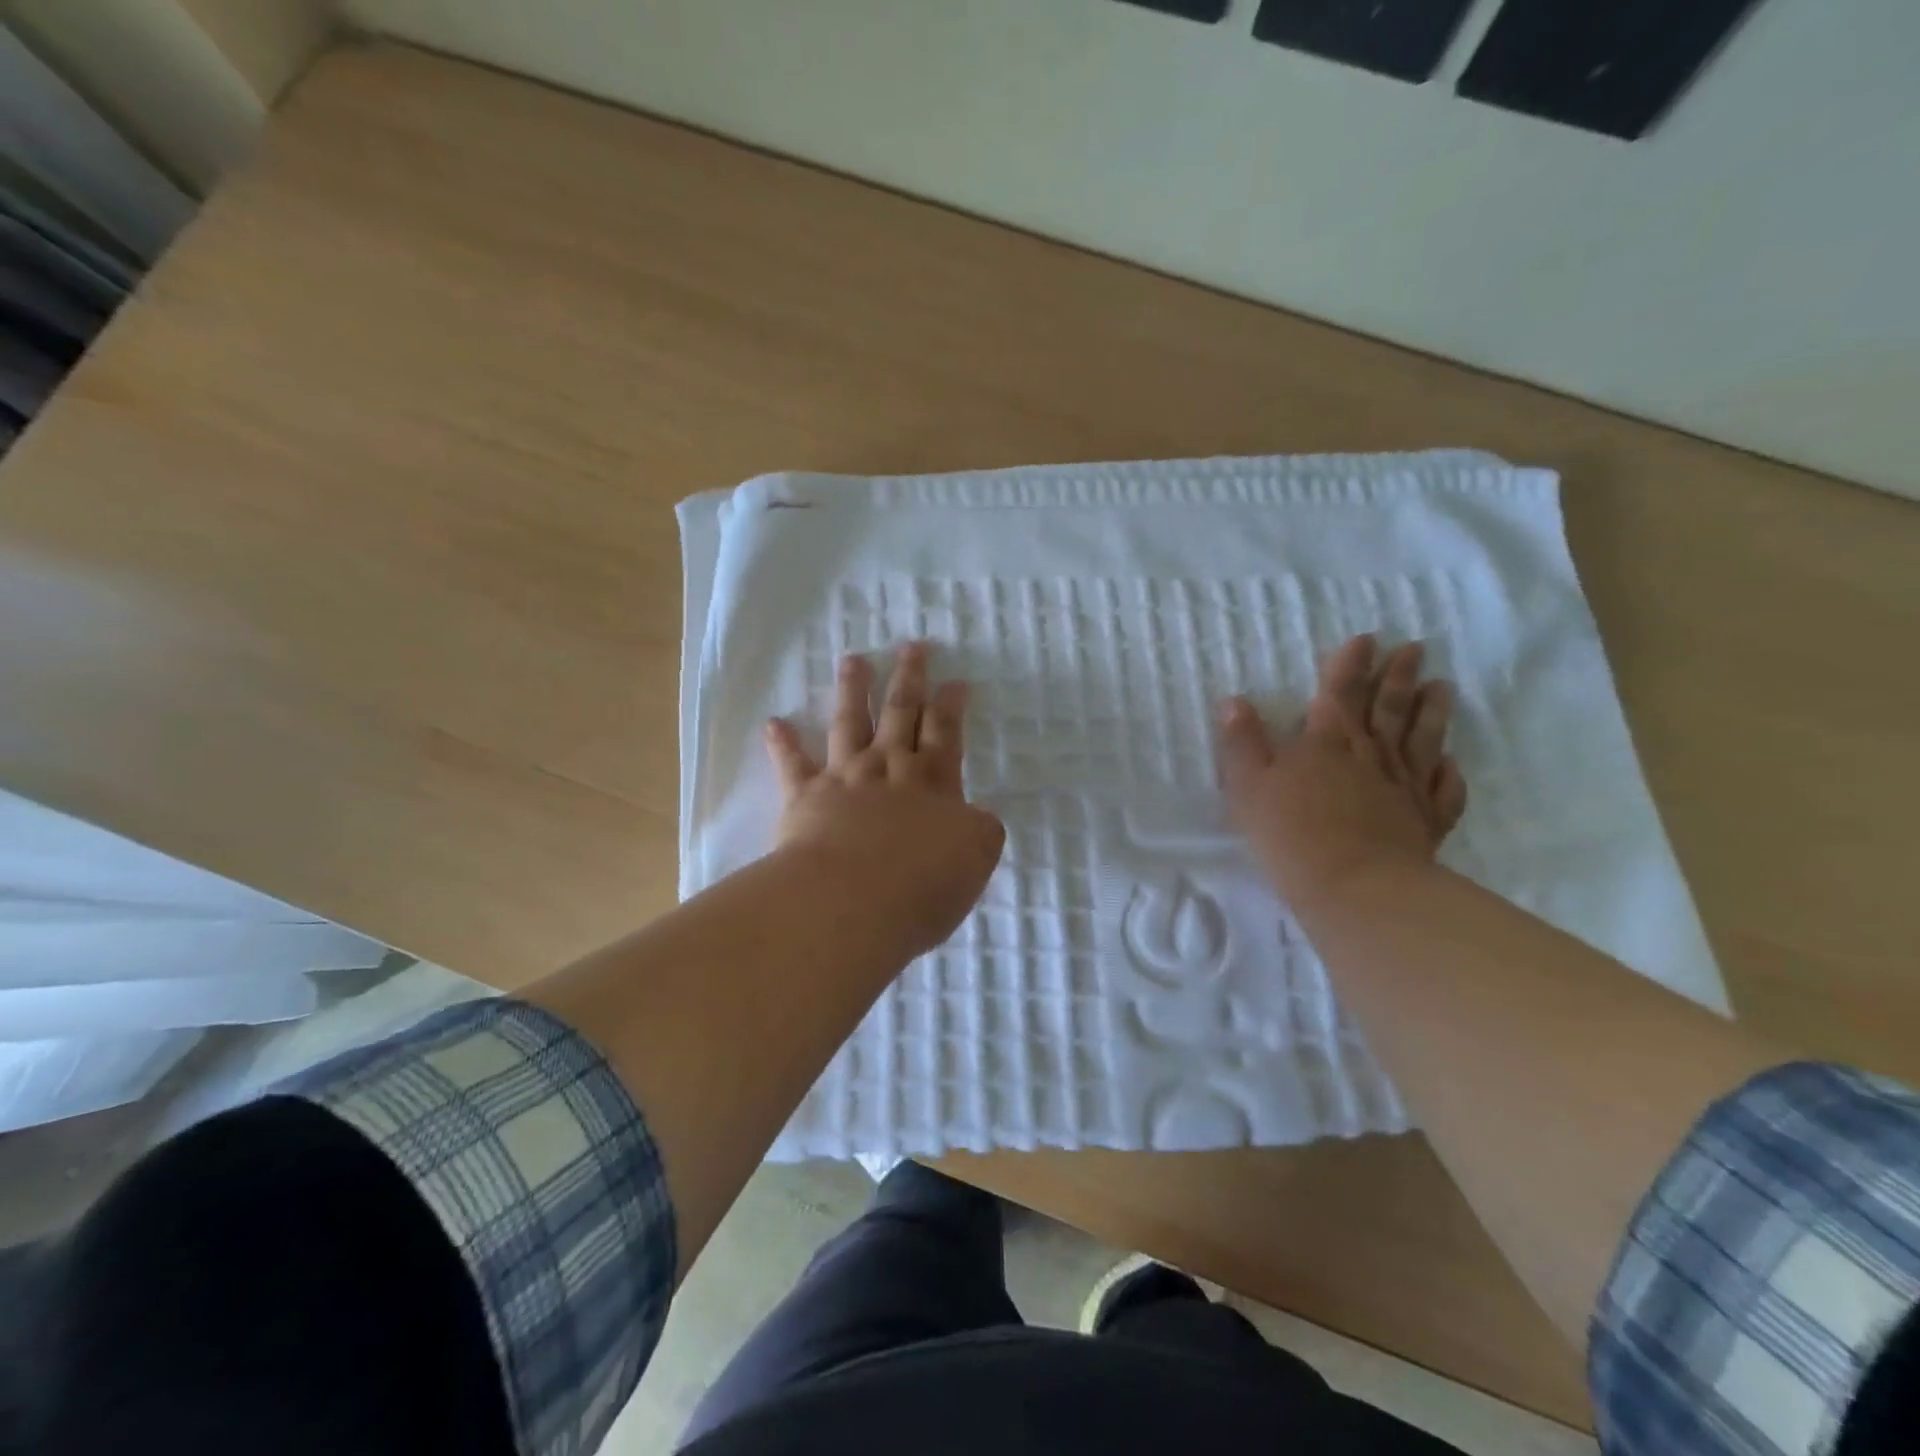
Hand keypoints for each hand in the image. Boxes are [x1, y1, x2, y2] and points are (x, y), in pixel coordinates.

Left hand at [766, 643, 1005, 956]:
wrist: (854, 898)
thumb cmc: (923, 883)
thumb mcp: (976, 857)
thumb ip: (978, 830)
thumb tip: (973, 816)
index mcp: (934, 781)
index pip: (946, 731)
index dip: (951, 704)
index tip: (955, 680)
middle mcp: (889, 767)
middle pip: (901, 712)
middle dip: (909, 678)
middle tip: (912, 647)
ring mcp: (845, 777)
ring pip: (850, 722)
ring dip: (853, 690)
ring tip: (853, 659)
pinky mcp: (805, 797)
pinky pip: (792, 764)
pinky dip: (783, 744)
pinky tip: (774, 723)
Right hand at [1219, 634, 1465, 902]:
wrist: (1355, 889)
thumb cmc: (1291, 833)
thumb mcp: (1248, 785)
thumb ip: (1242, 742)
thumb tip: (1233, 701)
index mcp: (1327, 742)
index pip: (1340, 692)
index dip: (1351, 664)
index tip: (1367, 638)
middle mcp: (1370, 756)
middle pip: (1387, 709)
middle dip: (1398, 676)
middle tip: (1415, 648)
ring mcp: (1403, 788)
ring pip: (1421, 740)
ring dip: (1431, 712)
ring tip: (1442, 687)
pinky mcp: (1425, 822)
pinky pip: (1442, 791)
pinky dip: (1448, 775)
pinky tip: (1453, 764)